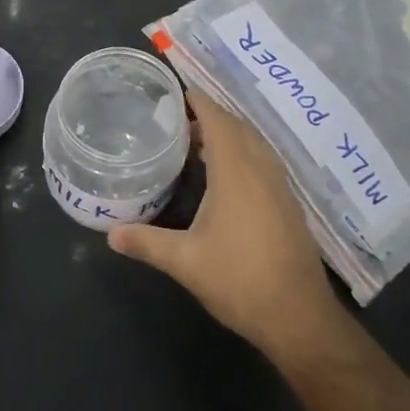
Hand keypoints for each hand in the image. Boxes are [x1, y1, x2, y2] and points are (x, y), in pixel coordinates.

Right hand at [110, 91, 342, 362]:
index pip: (218, 121)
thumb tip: (110, 234)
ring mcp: (280, 187)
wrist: (299, 316)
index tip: (178, 93)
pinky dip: (244, 153)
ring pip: (255, 144)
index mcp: (236, 172)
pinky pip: (264, 161)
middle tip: (179, 120)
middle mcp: (261, 170)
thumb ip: (146, 243)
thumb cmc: (240, 281)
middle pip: (238, 127)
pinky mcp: (288, 204)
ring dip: (230, 134)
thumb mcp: (185, 262)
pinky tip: (228, 175)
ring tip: (199, 142)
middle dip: (211, 116)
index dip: (200, 102)